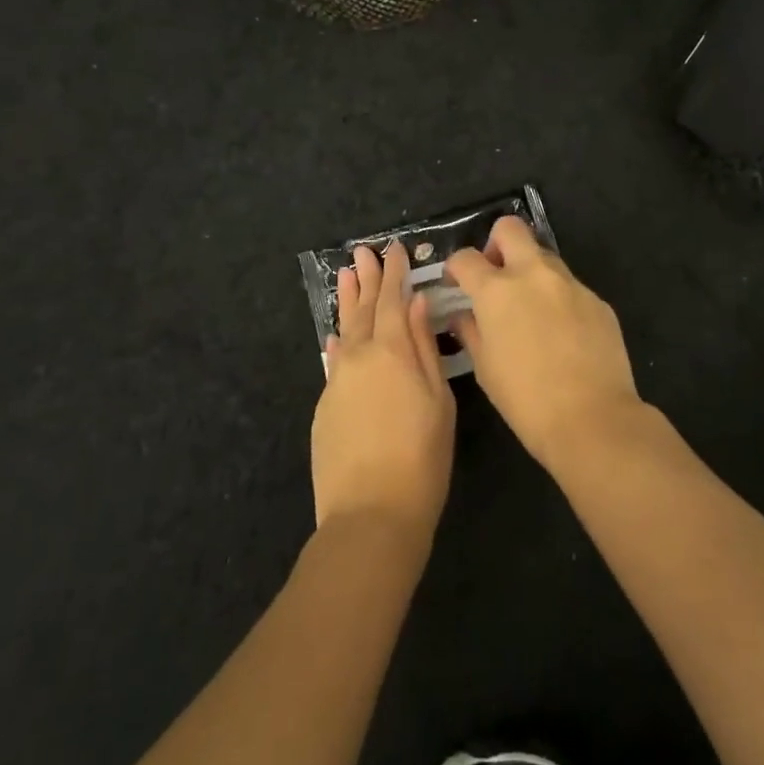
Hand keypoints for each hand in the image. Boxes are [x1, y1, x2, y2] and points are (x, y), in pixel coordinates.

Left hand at [311, 242, 456, 540]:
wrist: (371, 515)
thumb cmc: (422, 457)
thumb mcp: (438, 400)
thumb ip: (425, 347)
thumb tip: (417, 304)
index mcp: (393, 351)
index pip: (393, 299)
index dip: (394, 273)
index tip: (393, 249)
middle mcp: (359, 357)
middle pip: (364, 308)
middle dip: (366, 278)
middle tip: (362, 251)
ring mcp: (337, 382)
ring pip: (343, 331)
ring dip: (346, 302)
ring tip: (345, 275)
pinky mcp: (325, 407)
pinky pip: (333, 362)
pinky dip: (338, 342)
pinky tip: (335, 337)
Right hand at [446, 217, 642, 470]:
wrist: (593, 419)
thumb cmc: (526, 400)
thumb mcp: (485, 368)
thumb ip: (470, 331)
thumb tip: (462, 315)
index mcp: (497, 291)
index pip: (466, 258)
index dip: (455, 268)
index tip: (456, 283)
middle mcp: (534, 275)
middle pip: (510, 229)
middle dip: (496, 244)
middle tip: (495, 276)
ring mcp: (570, 284)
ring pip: (544, 256)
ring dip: (530, 271)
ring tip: (529, 310)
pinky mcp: (597, 300)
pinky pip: (570, 287)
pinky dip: (558, 299)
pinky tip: (561, 334)